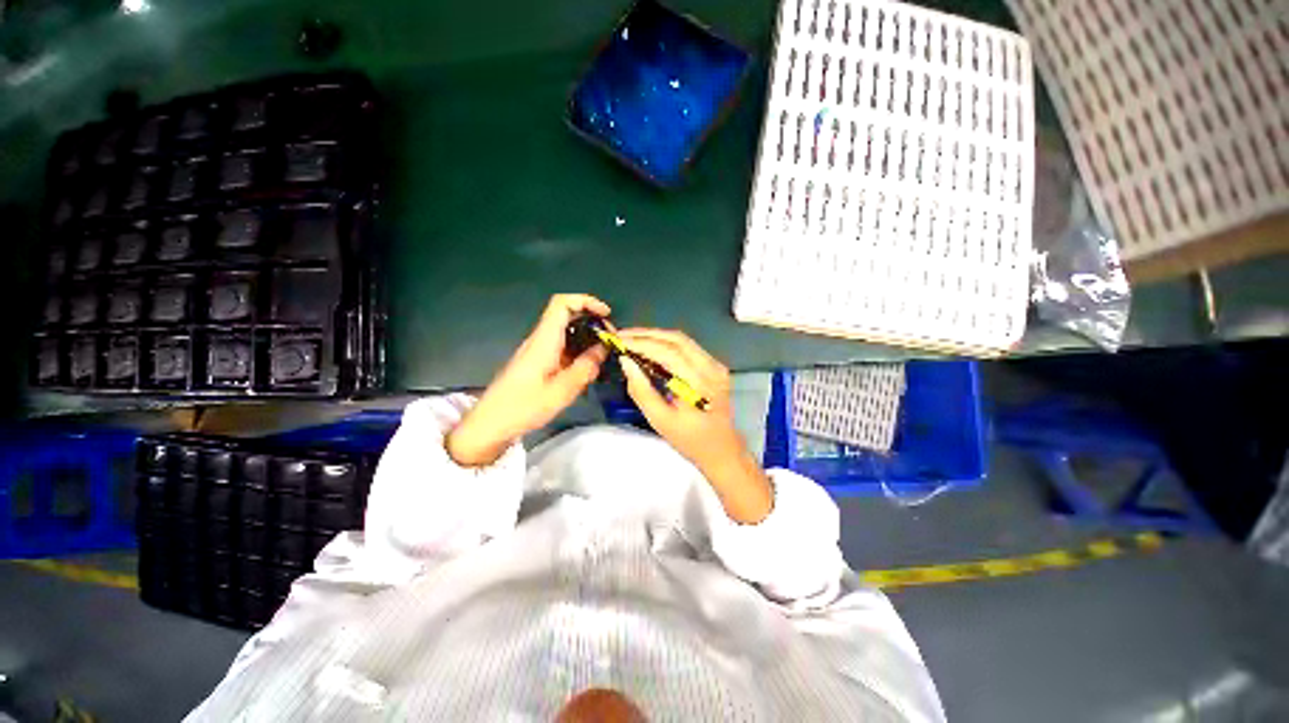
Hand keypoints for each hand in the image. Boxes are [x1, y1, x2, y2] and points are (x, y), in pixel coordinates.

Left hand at [447, 294, 610, 466]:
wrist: (490, 424)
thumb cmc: (524, 407)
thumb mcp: (562, 390)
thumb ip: (585, 367)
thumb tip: (603, 349)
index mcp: (544, 340)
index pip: (562, 304)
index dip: (586, 301)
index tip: (606, 315)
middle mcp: (540, 340)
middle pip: (566, 315)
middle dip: (591, 321)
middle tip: (610, 340)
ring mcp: (537, 351)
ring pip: (565, 333)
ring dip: (586, 338)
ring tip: (604, 355)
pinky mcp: (537, 362)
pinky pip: (561, 347)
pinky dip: (578, 351)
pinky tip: (587, 368)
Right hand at [617, 329, 772, 523]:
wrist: (721, 449)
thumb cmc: (689, 440)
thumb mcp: (660, 420)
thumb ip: (641, 390)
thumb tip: (626, 362)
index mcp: (700, 385)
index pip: (669, 353)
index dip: (642, 343)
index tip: (619, 340)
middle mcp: (712, 369)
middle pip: (676, 340)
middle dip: (647, 334)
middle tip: (622, 335)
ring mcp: (716, 365)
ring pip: (683, 340)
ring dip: (656, 336)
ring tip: (632, 338)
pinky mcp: (715, 365)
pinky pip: (688, 347)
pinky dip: (667, 343)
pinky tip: (651, 346)